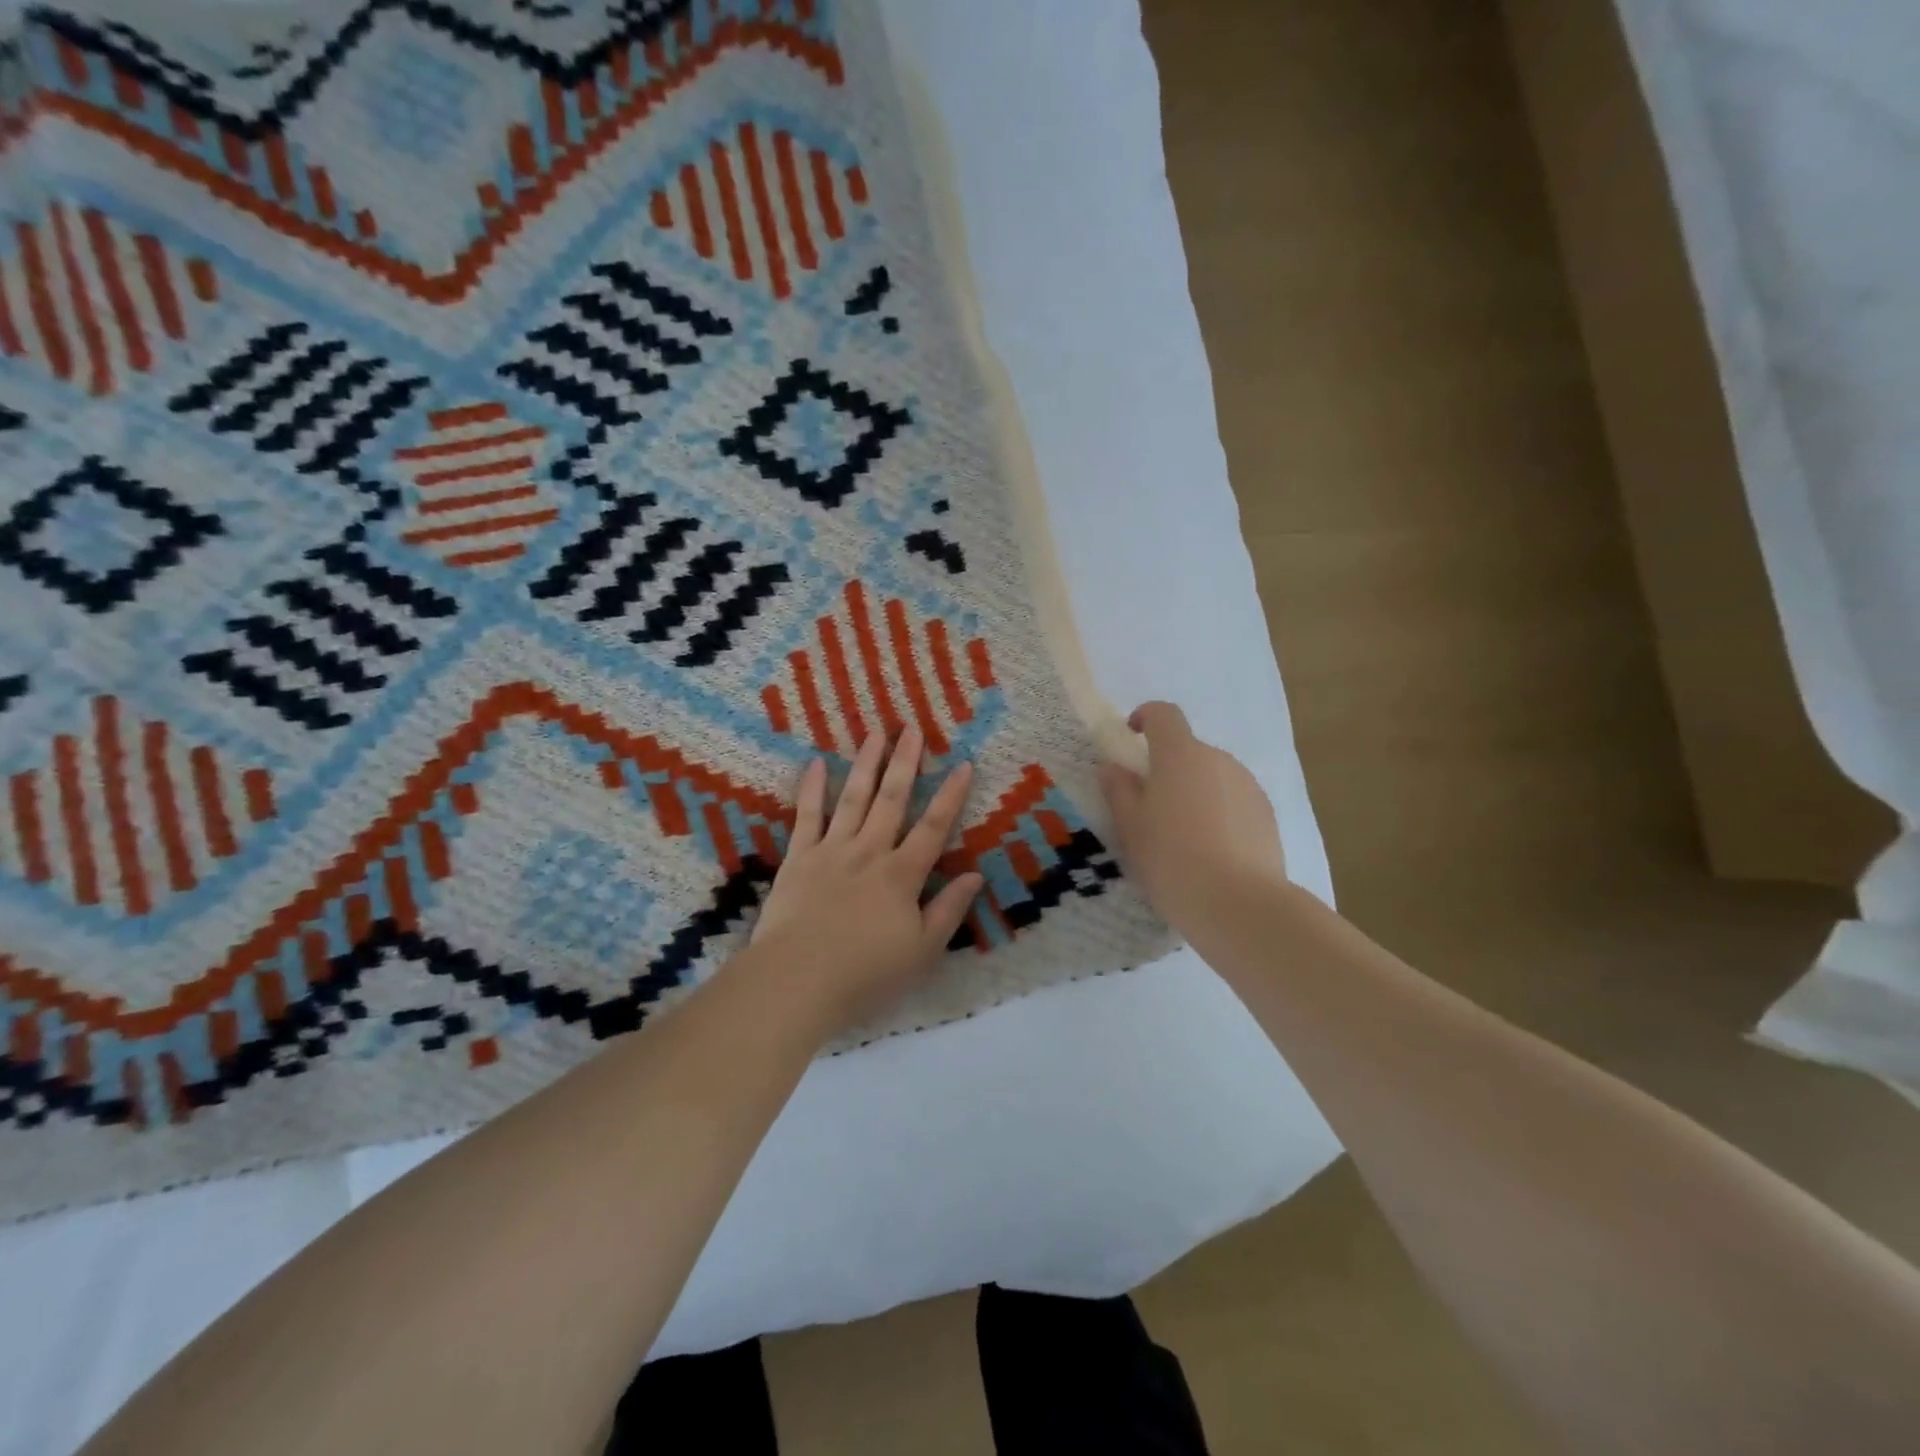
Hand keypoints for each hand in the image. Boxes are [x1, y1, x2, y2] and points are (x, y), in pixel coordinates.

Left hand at [745, 726, 984, 1037]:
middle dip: (905, 763)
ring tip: (875, 733)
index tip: (963, 763)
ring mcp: (831, 850)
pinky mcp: (798, 858)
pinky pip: (807, 816)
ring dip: (866, 764)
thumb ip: (948, 910)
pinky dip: (812, 788)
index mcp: (902, 875)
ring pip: (853, 798)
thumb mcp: (922, 951)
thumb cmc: (866, 973)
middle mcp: (870, 852)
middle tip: (912, 728)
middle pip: (892, 800)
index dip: (951, 795)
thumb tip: (975, 875)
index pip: (933, 827)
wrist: (798, 979)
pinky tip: (818, 763)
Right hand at [1096, 702, 1288, 932]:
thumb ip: (1119, 790)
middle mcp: (1218, 760)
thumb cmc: (1172, 859)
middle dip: (1167, 769)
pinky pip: (1233, 801)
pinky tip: (1211, 852)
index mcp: (1180, 755)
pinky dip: (1218, 814)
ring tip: (1182, 837)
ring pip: (1212, 777)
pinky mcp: (1266, 814)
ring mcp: (1248, 786)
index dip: (1145, 718)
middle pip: (1187, 750)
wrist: (1239, 904)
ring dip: (1194, 792)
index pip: (1163, 715)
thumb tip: (1113, 768)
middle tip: (1149, 808)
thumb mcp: (1130, 827)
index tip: (1131, 737)